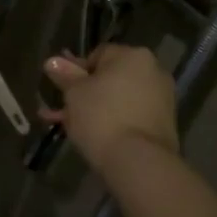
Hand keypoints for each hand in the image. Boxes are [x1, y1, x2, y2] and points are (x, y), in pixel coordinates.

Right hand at [40, 44, 179, 171]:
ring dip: (94, 109)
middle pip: (109, 78)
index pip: (98, 55)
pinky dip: (112, 122)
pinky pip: (130, 115)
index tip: (62, 90)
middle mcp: (153, 71)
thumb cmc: (102, 117)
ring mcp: (162, 99)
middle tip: (62, 110)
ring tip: (69, 127)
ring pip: (118, 99)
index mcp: (133, 55)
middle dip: (83, 93)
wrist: (139, 162)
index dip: (76, 72)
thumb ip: (65, 75)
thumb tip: (53, 61)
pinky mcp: (164, 124)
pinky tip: (91, 136)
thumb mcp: (74, 93)